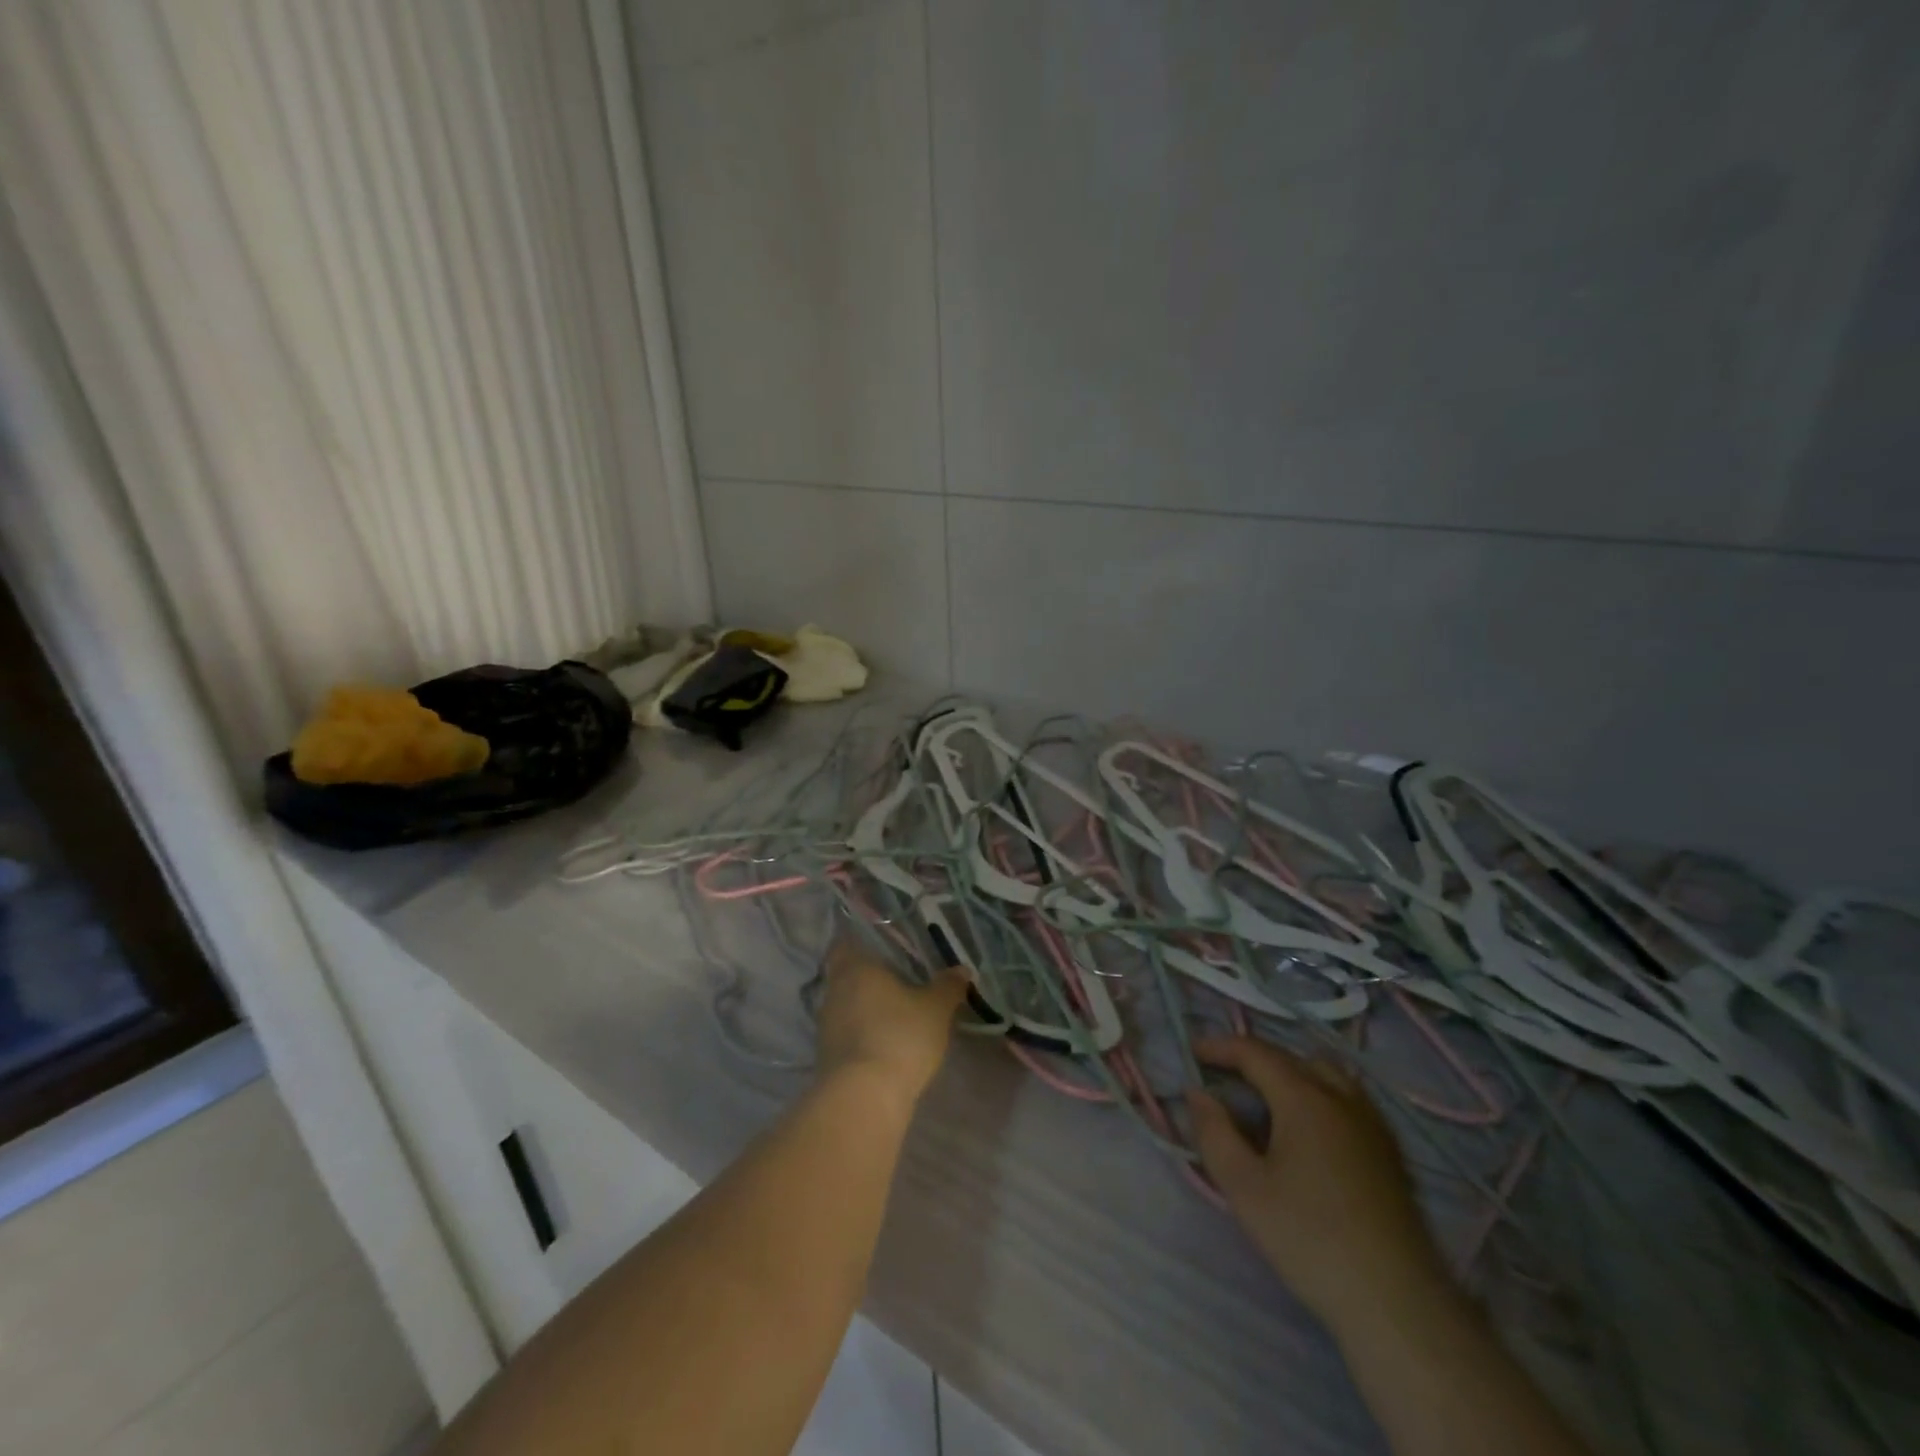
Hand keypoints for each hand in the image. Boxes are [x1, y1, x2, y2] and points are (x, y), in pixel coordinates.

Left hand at [815, 934, 969, 1108]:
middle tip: (897, 979)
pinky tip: (884, 1041)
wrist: (864, 1098)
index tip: (881, 946)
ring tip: (894, 1012)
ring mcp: (825, 1025)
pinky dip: (862, 1033)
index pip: (845, 943)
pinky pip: (846, 1033)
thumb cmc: (899, 1036)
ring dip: (864, 1007)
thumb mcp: (935, 1009)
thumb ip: (948, 986)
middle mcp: (833, 990)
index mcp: (854, 967)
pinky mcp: (826, 1057)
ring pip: (845, 1005)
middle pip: (845, 974)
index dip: (859, 941)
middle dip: (867, 977)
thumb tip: (962, 969)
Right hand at [1188, 1036, 1451, 1333]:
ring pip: (1326, 1075)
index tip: (1192, 1051)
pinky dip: (1319, 1093)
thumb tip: (1197, 1093)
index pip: (1255, 1052)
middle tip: (1223, 1075)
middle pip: (1291, 1058)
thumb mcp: (1244, 1188)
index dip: (1220, 1046)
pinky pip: (1348, 1099)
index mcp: (1304, 1098)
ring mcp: (1372, 1124)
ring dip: (1290, 1073)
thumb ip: (1214, 1132)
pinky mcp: (1390, 1153)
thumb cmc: (1310, 1239)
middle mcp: (1341, 1097)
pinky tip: (1310, 1129)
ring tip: (1266, 1097)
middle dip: (1253, 1058)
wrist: (1397, 1303)